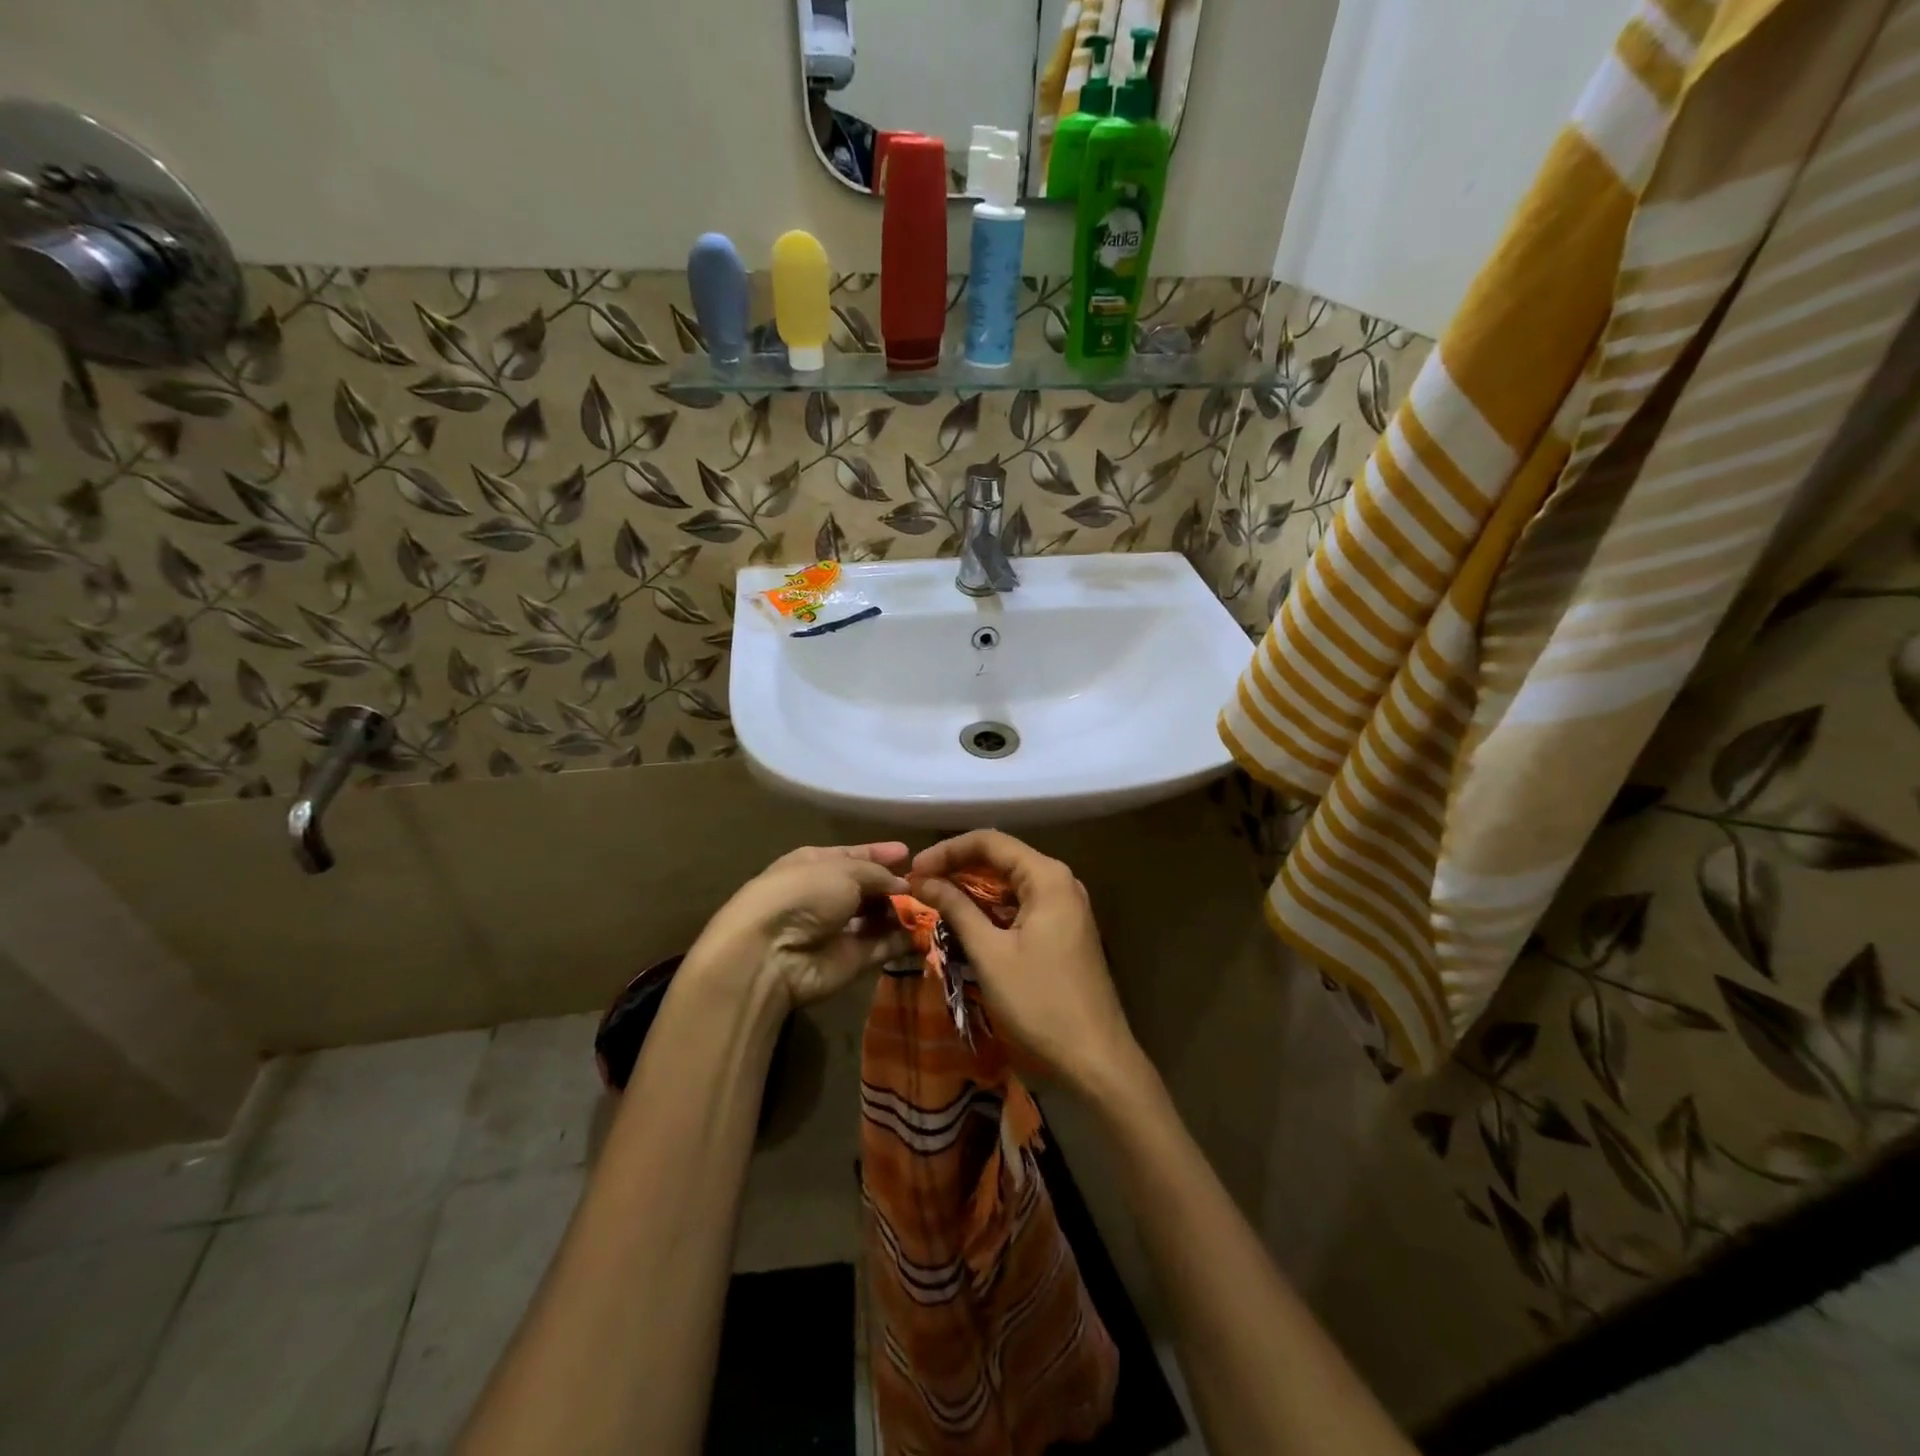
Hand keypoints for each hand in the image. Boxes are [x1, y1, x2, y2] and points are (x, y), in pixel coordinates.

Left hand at [687, 843, 912, 1011]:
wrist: (771, 953)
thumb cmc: (804, 895)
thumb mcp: (843, 870)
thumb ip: (877, 874)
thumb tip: (903, 885)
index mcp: (816, 864)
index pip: (854, 855)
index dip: (880, 853)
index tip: (909, 853)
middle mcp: (827, 895)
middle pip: (869, 888)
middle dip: (896, 886)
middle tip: (930, 884)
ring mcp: (839, 930)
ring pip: (878, 918)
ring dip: (903, 912)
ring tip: (935, 905)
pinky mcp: (851, 960)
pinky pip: (883, 946)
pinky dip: (904, 940)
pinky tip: (928, 931)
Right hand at [911, 830, 1142, 1097]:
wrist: (1096, 1056)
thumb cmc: (1040, 1002)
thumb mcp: (990, 953)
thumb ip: (956, 909)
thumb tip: (923, 880)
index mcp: (1047, 877)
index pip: (990, 842)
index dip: (948, 850)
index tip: (914, 870)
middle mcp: (1060, 880)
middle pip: (1001, 857)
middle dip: (958, 866)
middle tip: (919, 884)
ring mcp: (1066, 905)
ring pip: (1010, 882)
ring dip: (973, 888)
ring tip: (934, 899)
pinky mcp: (1064, 927)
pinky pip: (1022, 903)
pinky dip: (992, 907)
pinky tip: (966, 919)